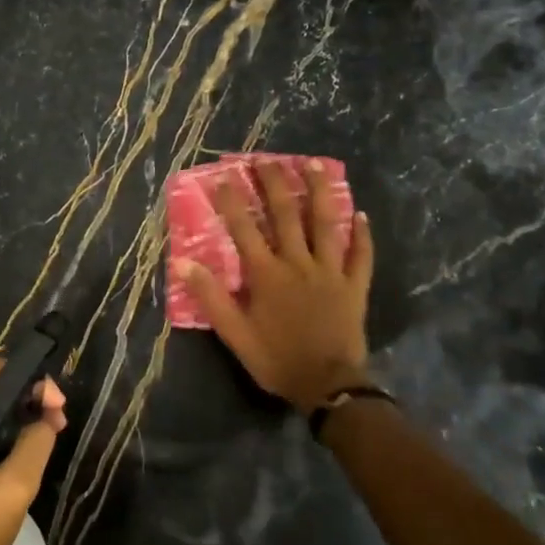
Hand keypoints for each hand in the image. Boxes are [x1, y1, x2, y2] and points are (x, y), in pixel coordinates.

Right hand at [175, 158, 374, 410]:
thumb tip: (182, 263)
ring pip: (326, 224)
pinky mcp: (355, 285)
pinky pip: (361, 255)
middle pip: (286, 215)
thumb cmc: (276, 360)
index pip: (244, 229)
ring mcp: (331, 271)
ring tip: (315, 165)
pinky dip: (362, 234)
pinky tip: (360, 214)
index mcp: (267, 274)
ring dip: (320, 192)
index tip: (223, 177)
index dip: (232, 202)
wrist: (328, 385)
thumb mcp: (235, 334)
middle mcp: (298, 263)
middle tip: (266, 159)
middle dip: (274, 184)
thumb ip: (211, 296)